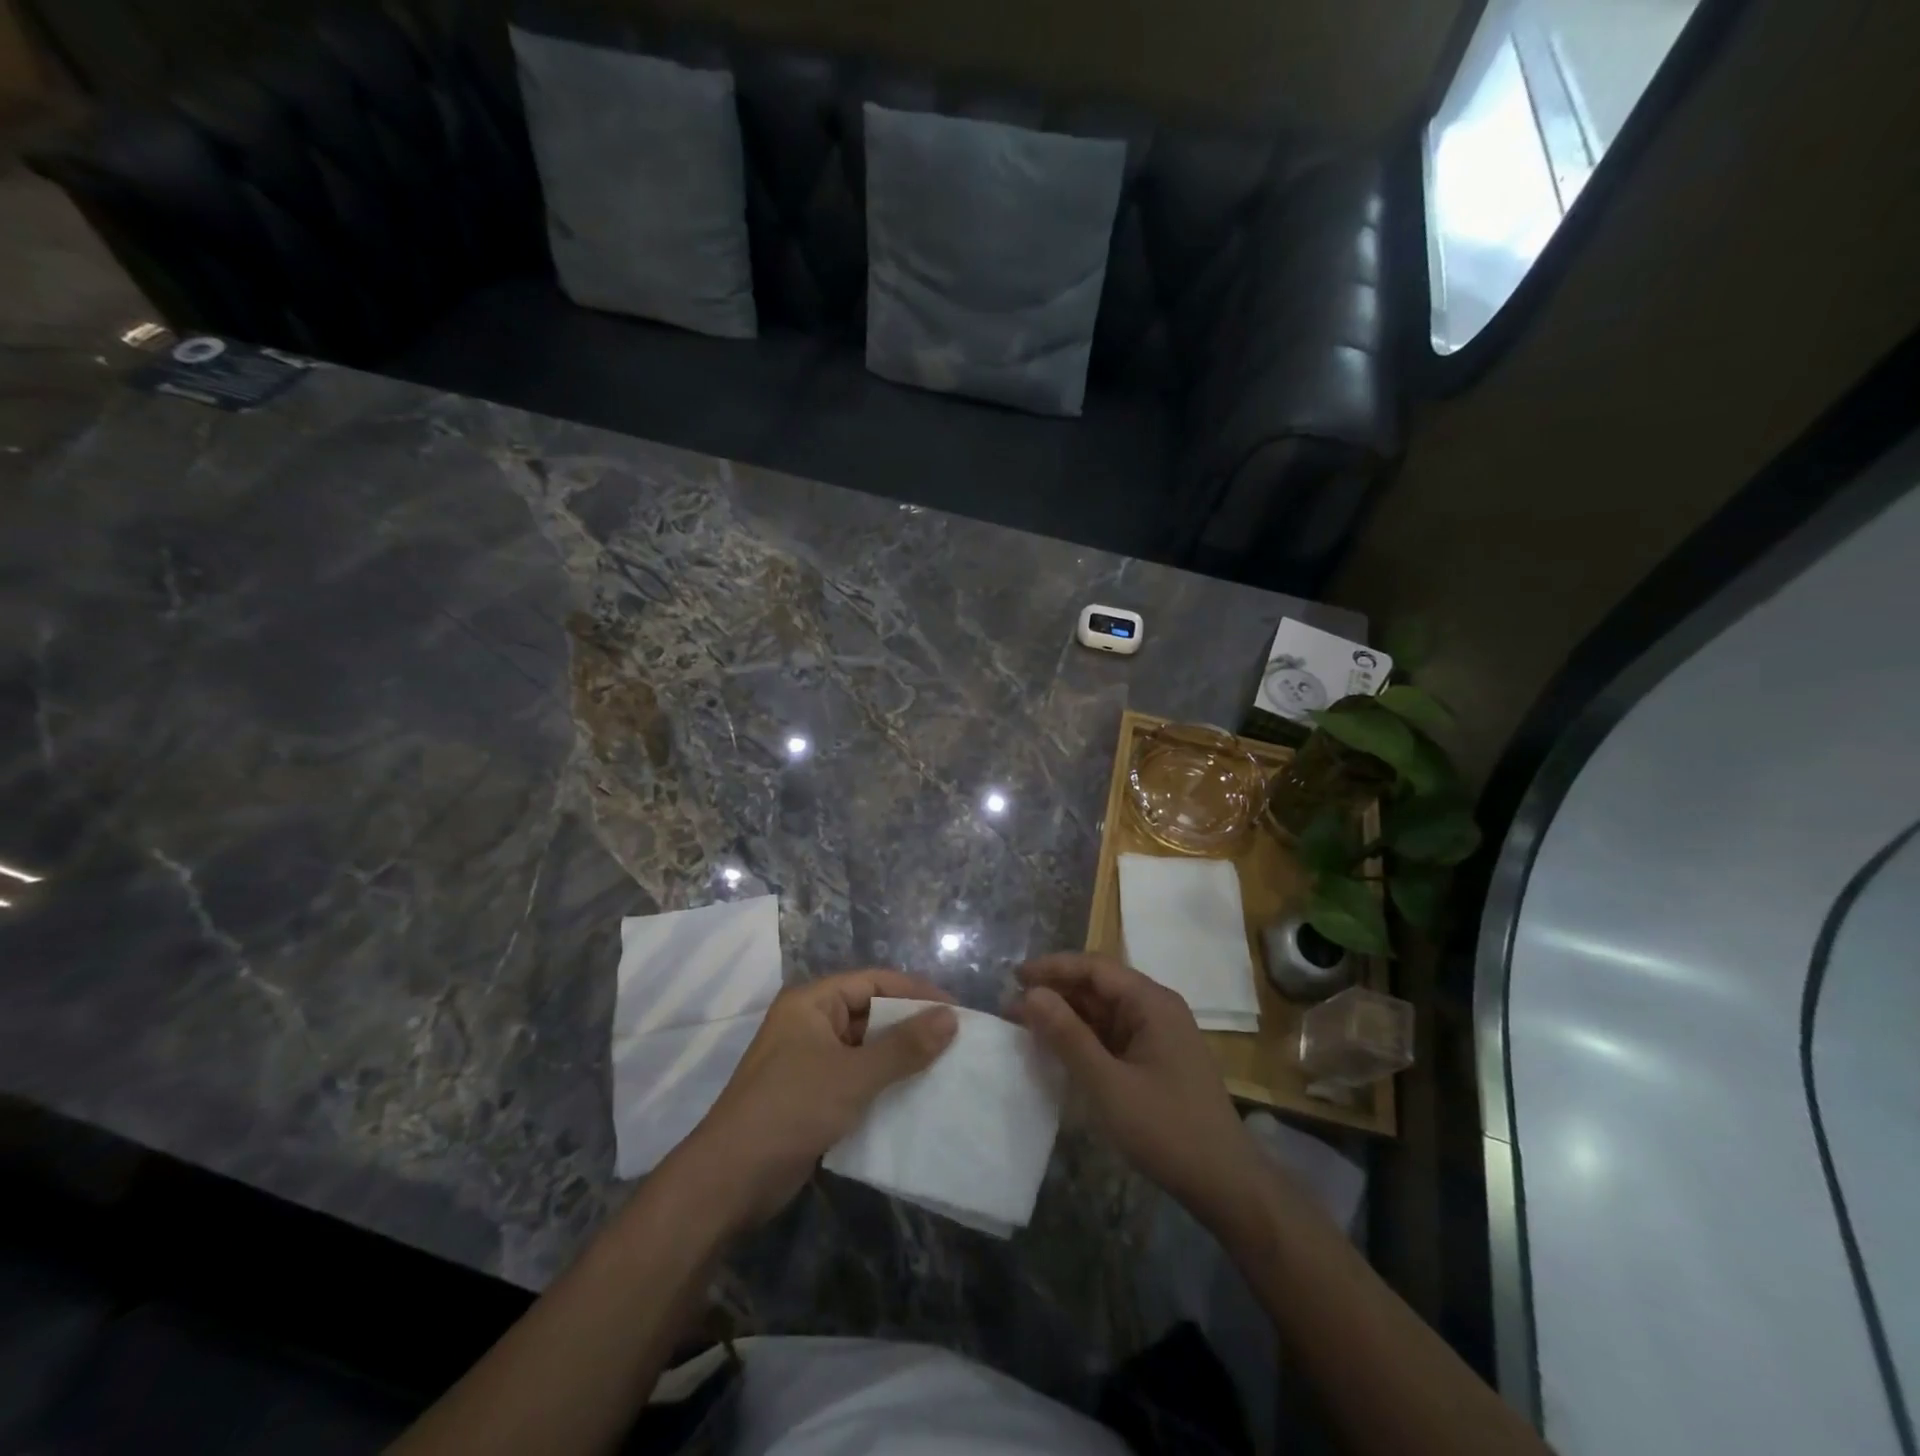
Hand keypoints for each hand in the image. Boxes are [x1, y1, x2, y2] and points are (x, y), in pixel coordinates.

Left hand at [675, 969, 956, 1231]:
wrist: (730, 1180)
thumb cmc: (791, 1109)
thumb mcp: (854, 1075)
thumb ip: (904, 1046)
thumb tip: (951, 1017)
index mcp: (812, 1002)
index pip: (874, 982)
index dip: (915, 992)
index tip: (956, 1010)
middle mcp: (809, 1023)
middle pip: (870, 1012)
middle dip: (910, 1026)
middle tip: (955, 1041)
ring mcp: (808, 1060)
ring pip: (864, 1048)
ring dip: (898, 1057)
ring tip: (944, 1068)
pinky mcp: (811, 1095)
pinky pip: (855, 1077)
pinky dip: (882, 1083)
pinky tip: (914, 1098)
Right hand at [1016, 953, 1259, 1236]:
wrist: (1225, 1185)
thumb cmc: (1166, 1129)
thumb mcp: (1107, 1084)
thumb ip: (1067, 1036)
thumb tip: (1030, 994)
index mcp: (1151, 1002)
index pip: (1094, 967)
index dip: (1052, 968)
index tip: (1013, 978)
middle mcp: (1156, 1008)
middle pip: (1098, 986)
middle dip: (1055, 993)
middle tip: (1011, 1007)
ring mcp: (1157, 1035)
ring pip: (1103, 1012)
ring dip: (1066, 1016)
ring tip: (1025, 1026)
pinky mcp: (1155, 1060)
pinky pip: (1112, 1036)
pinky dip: (1083, 1038)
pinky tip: (1057, 1050)